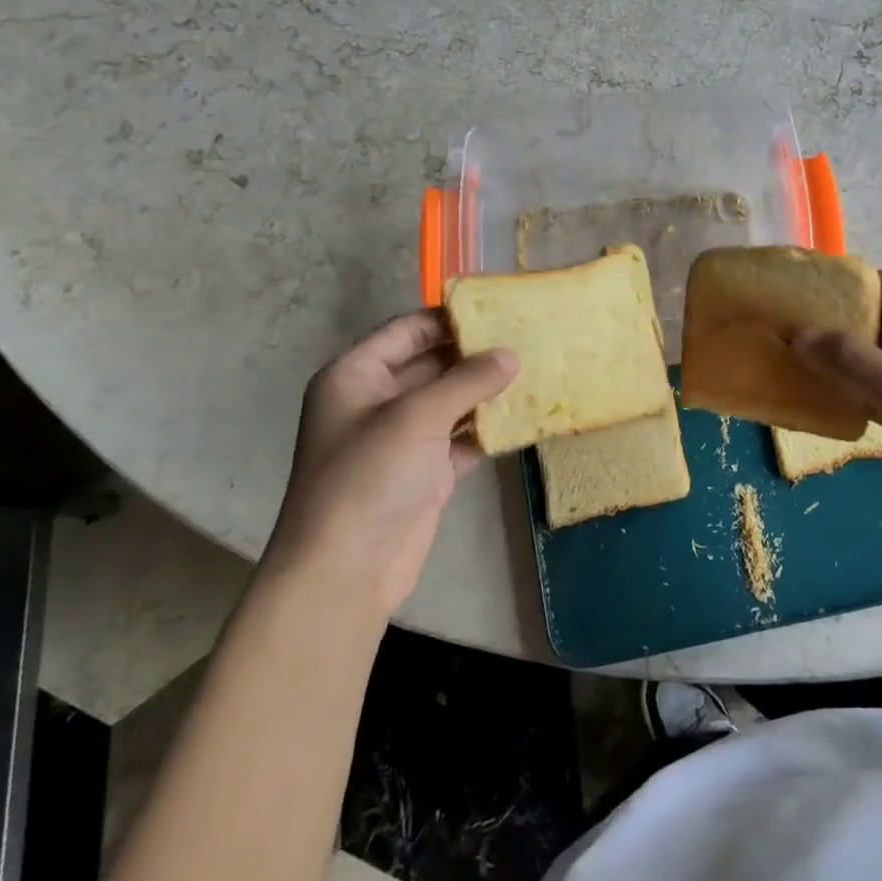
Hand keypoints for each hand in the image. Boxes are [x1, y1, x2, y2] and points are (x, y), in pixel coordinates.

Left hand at [265, 310, 516, 617]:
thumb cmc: (369, 477)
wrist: (346, 570)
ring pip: (450, 402)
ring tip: (535, 371)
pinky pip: (461, 439)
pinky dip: (487, 430)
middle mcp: (376, 401)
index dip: (449, 319)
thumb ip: (467, 380)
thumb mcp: (416, 417)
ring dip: (486, 392)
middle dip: (475, 355)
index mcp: (356, 376)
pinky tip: (524, 418)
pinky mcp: (425, 472)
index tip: (499, 310)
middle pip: (432, 364)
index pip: (407, 331)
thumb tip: (511, 354)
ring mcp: (402, 439)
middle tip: (527, 338)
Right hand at [794, 271, 881, 548]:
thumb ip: (850, 358)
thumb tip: (799, 333)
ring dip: (846, 361)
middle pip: (881, 320)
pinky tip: (829, 401)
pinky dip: (862, 390)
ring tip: (796, 366)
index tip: (794, 300)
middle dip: (835, 328)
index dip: (838, 289)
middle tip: (786, 337)